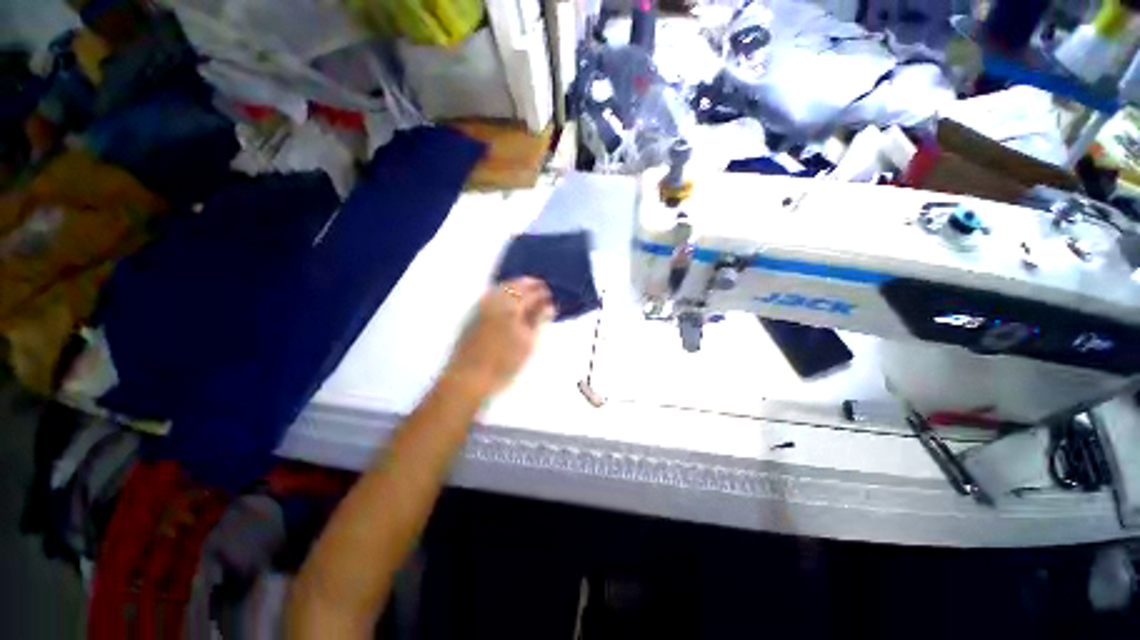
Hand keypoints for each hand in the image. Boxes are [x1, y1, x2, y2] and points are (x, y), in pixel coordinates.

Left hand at [443, 277, 554, 397]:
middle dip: (527, 285)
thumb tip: (548, 306)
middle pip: (512, 285)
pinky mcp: (471, 315)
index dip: (541, 291)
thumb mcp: (528, 343)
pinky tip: (507, 302)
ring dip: (513, 287)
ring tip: (525, 293)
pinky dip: (501, 293)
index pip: (529, 292)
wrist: (468, 378)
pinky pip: (490, 296)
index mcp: (510, 307)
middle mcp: (493, 301)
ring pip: (499, 288)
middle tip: (539, 288)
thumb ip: (538, 320)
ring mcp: (480, 307)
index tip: (550, 293)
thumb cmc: (504, 363)